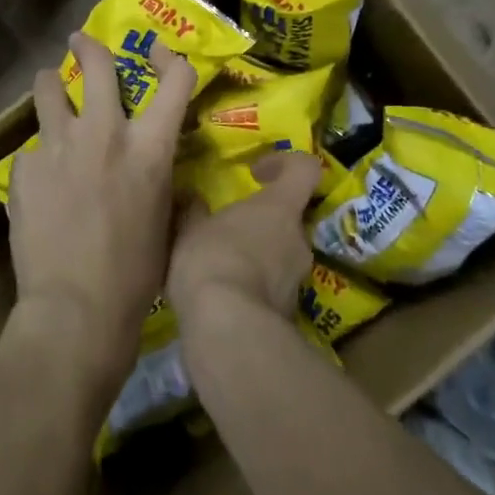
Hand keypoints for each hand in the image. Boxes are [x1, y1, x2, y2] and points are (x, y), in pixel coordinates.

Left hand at [6, 32, 194, 391]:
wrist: (75, 310)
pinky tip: (38, 184)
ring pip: (47, 89)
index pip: (176, 79)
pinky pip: (32, 148)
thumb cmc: (136, 275)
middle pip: (96, 63)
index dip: (171, 58)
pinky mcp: (24, 167)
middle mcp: (104, 133)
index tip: (159, 53)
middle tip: (80, 42)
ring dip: (50, 86)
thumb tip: (158, 168)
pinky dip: (39, 156)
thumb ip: (160, 179)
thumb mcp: (165, 220)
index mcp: (149, 148)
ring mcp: (59, 145)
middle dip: (88, 46)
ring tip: (49, 92)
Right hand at [167, 150, 321, 330]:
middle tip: (229, 229)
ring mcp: (298, 280)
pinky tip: (225, 297)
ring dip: (258, 256)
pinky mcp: (290, 314)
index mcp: (280, 208)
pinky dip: (254, 287)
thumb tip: (192, 198)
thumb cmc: (211, 260)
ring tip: (222, 266)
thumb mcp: (189, 229)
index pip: (305, 169)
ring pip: (281, 254)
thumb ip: (194, 211)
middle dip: (262, 221)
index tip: (256, 172)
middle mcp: (298, 239)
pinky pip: (273, 288)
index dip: (285, 163)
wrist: (228, 330)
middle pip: (289, 217)